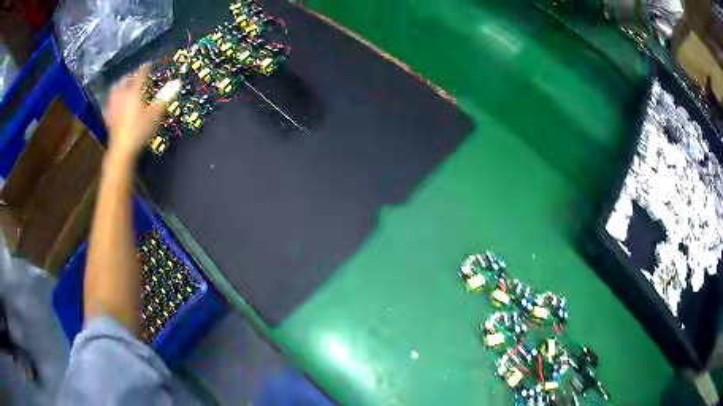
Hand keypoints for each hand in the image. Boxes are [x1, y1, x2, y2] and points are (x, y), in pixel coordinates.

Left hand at [104, 63, 178, 162]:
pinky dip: (111, 100)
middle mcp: (123, 94)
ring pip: (115, 89)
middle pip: (126, 80)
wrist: (122, 149)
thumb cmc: (140, 130)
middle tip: (136, 77)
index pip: (141, 73)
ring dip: (120, 85)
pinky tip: (113, 102)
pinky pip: (108, 104)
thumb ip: (165, 96)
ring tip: (123, 86)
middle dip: (132, 76)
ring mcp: (113, 105)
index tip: (149, 64)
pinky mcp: (108, 117)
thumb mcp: (155, 114)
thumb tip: (177, 81)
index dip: (146, 68)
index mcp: (135, 91)